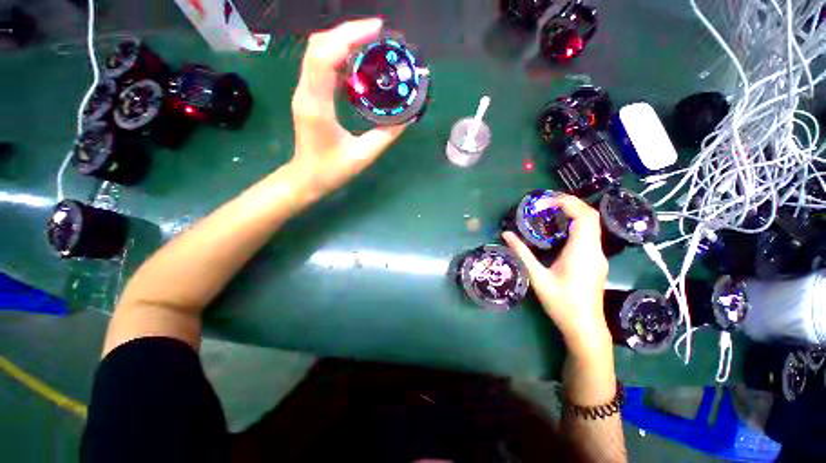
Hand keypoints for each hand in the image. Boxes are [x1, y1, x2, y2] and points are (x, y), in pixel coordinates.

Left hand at [289, 18, 406, 199]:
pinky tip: (359, 64)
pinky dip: (340, 58)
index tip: (376, 30)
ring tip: (371, 45)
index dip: (348, 36)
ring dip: (343, 42)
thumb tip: (406, 119)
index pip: (324, 57)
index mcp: (317, 105)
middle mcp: (306, 92)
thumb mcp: (363, 156)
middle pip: (319, 46)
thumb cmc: (331, 170)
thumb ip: (385, 136)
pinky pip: (321, 66)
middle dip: (348, 33)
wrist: (306, 178)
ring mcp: (305, 92)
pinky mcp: (309, 95)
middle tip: (378, 35)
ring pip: (318, 53)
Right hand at [502, 195, 610, 356]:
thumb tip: (506, 235)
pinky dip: (575, 225)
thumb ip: (522, 253)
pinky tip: (558, 232)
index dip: (567, 203)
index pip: (584, 216)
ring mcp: (598, 256)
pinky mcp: (596, 261)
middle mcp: (595, 250)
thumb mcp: (537, 277)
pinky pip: (589, 235)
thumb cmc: (562, 303)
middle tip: (545, 204)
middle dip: (569, 204)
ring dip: (573, 214)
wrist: (585, 327)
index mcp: (582, 251)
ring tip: (549, 214)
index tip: (544, 201)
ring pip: (591, 225)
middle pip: (590, 216)